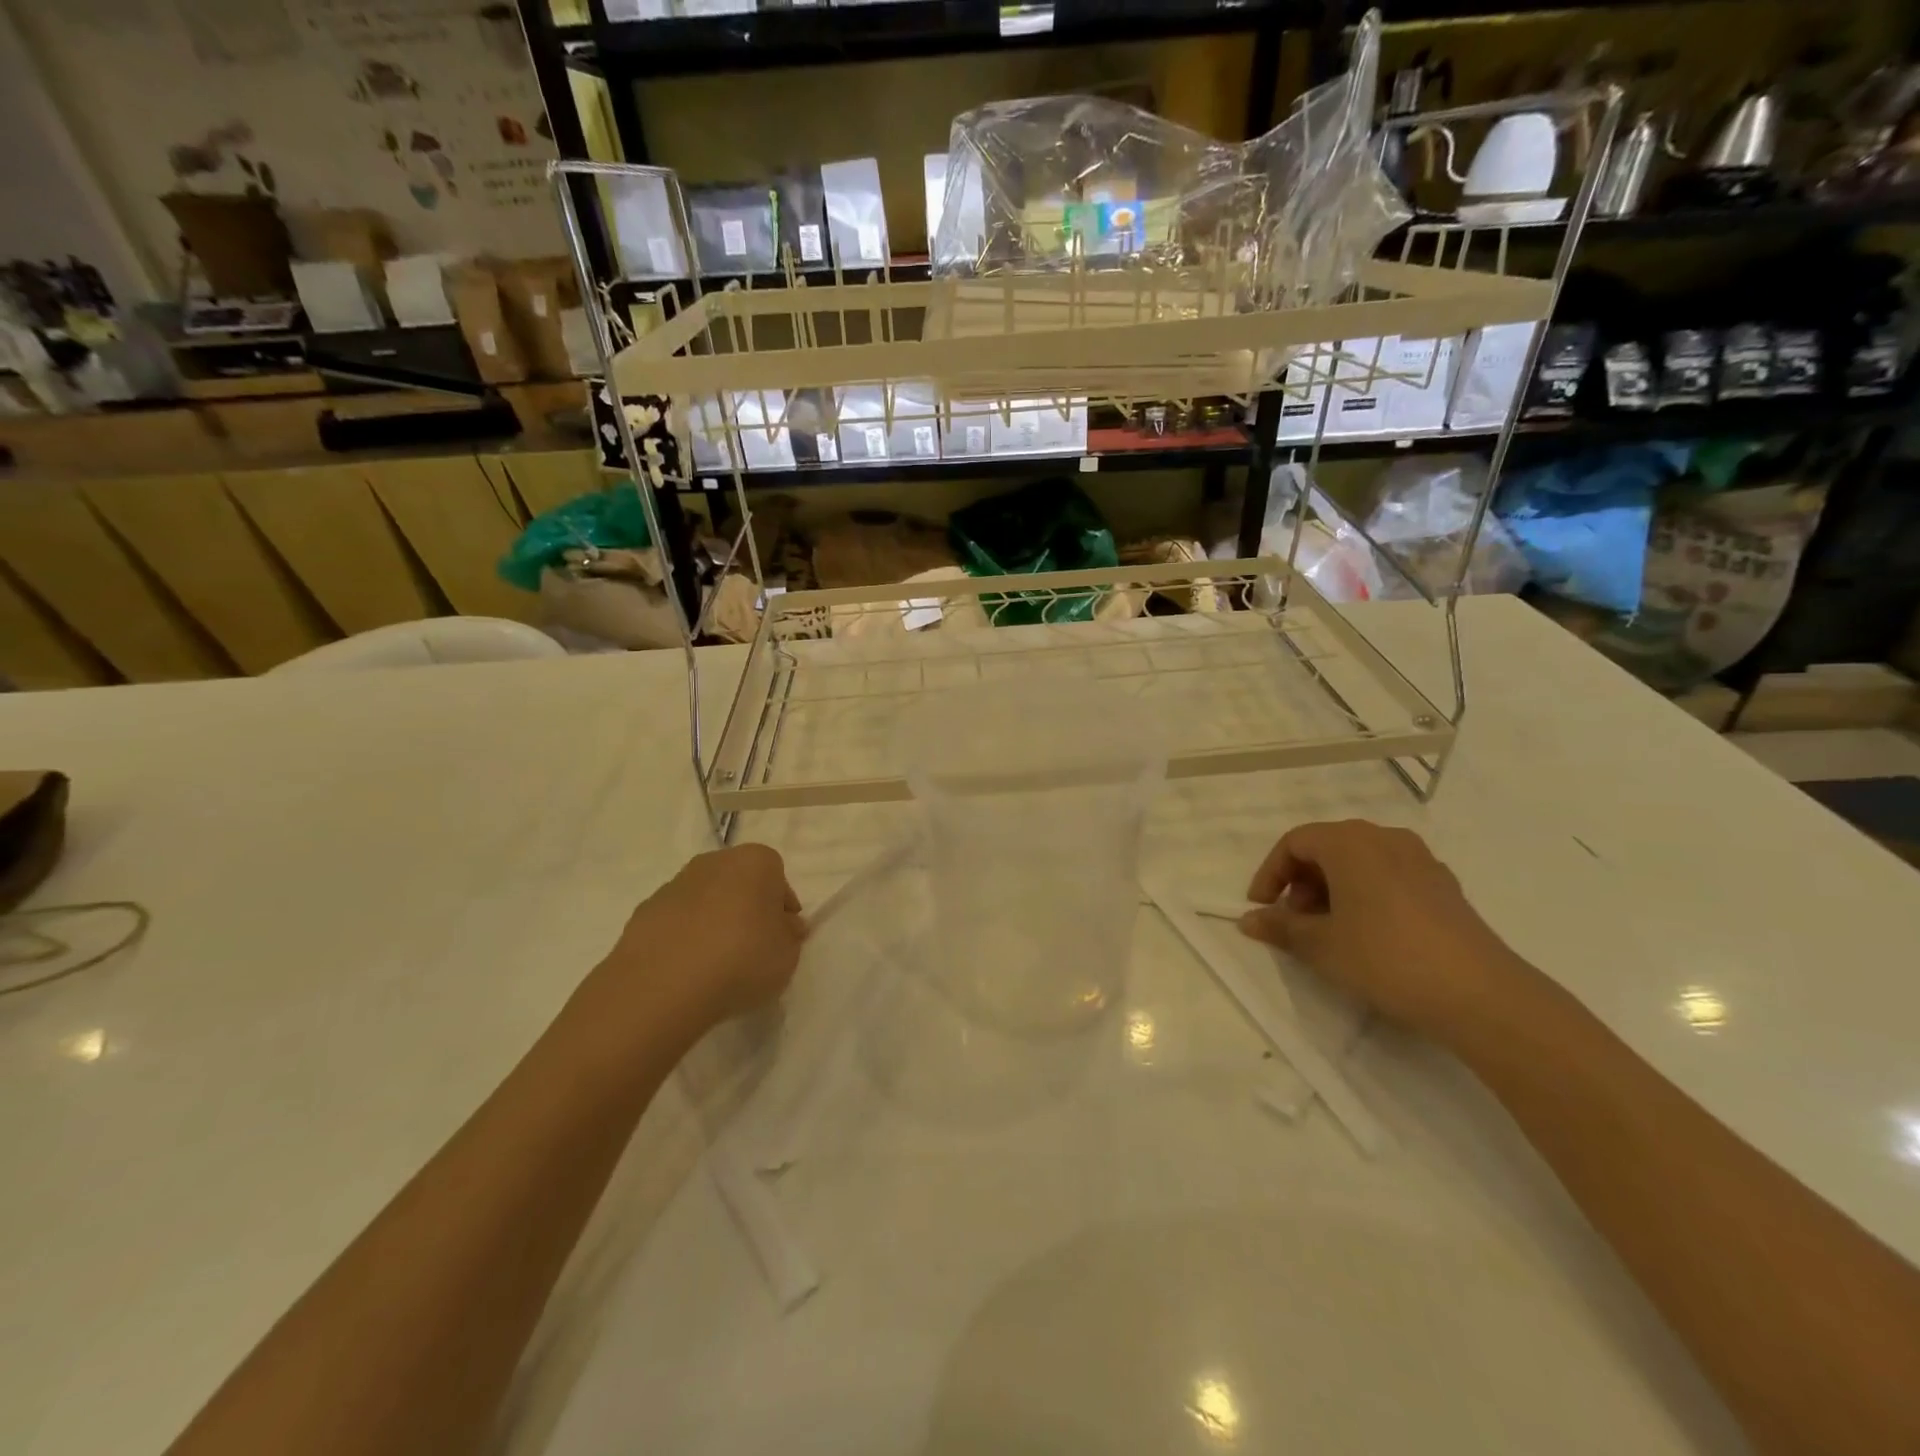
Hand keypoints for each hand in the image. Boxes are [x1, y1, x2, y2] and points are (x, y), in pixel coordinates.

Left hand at [596, 843, 806, 1037]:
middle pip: (739, 882)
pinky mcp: (643, 911)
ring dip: (713, 921)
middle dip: (747, 907)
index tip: (783, 934)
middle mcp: (714, 862)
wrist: (662, 986)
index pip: (777, 876)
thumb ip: (789, 935)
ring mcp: (674, 884)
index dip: (781, 906)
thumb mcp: (787, 955)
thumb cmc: (741, 959)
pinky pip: (676, 921)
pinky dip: (684, 937)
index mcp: (755, 862)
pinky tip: (687, 968)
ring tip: (717, 963)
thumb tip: (784, 926)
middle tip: (753, 945)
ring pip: (705, 899)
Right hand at [1238, 819, 1533, 1042]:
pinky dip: (1366, 895)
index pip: (1295, 842)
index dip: (1271, 873)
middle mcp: (1385, 838)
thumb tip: (1249, 920)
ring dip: (1333, 889)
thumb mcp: (1321, 946)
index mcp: (1350, 842)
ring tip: (1328, 930)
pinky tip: (1368, 934)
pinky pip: (1389, 877)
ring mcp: (1421, 861)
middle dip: (1301, 881)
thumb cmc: (1385, 957)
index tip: (1261, 908)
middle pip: (1328, 847)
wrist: (1480, 995)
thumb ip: (1281, 927)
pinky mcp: (1444, 887)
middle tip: (1294, 921)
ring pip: (1360, 862)